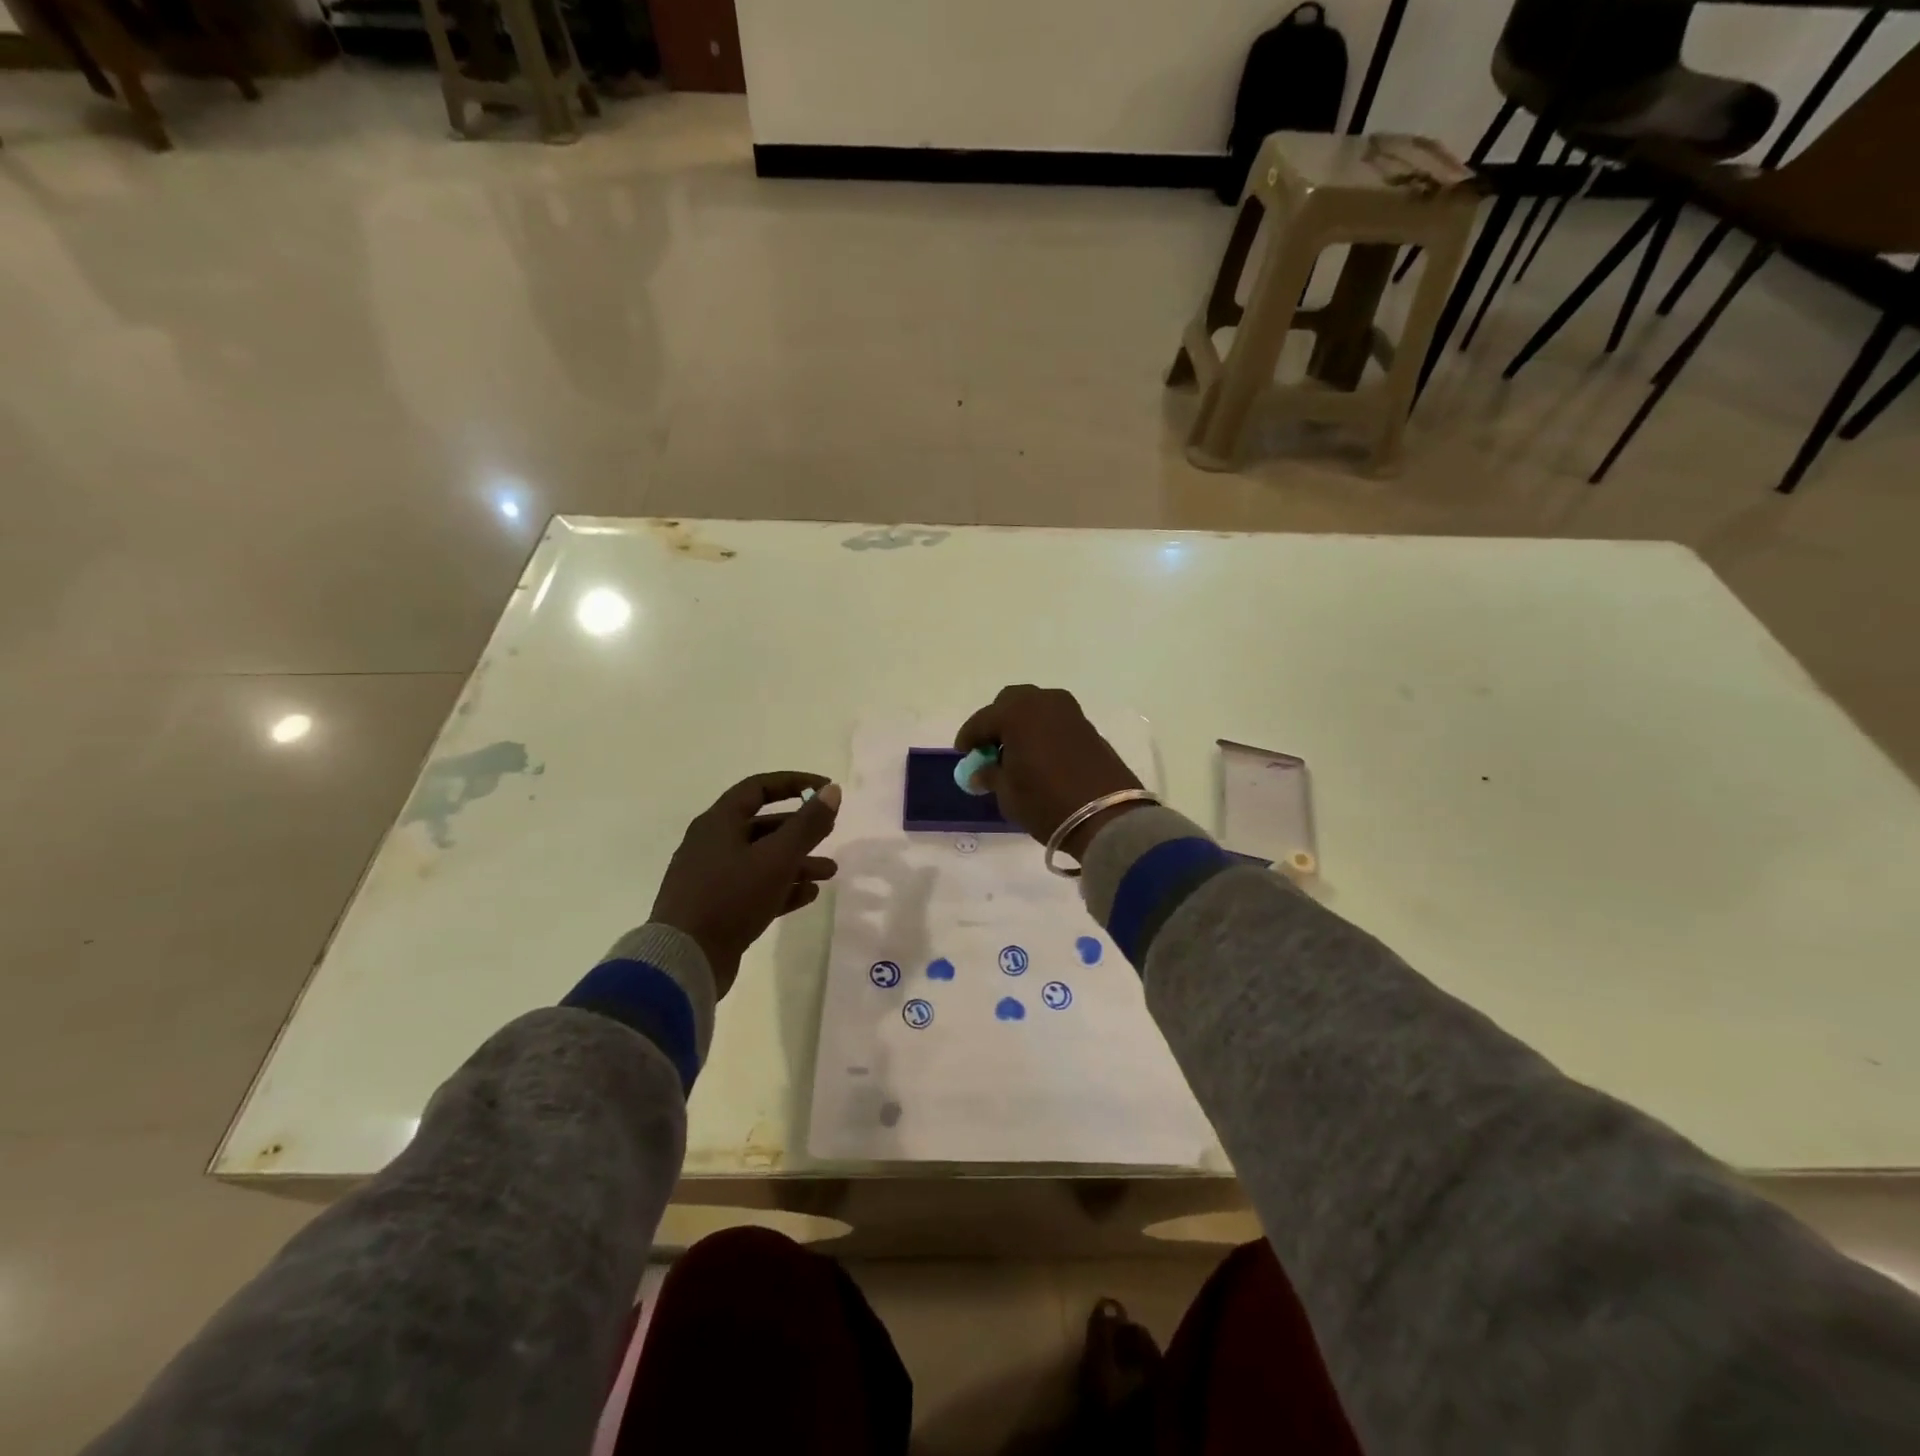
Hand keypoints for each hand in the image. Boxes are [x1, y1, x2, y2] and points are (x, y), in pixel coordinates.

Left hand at [650, 772, 841, 997]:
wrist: (684, 960)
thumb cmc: (731, 897)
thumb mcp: (777, 858)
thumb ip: (808, 824)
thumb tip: (833, 790)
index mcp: (719, 823)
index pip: (759, 788)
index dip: (795, 784)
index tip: (826, 789)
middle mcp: (712, 844)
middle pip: (763, 826)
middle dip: (801, 830)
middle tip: (831, 833)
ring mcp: (712, 878)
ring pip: (762, 860)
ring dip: (797, 862)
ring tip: (829, 873)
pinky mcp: (716, 908)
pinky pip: (754, 888)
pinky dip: (782, 887)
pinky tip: (808, 895)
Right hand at [954, 686, 1145, 858]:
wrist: (1107, 816)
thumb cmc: (1047, 803)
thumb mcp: (1008, 794)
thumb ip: (991, 775)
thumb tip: (982, 770)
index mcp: (1017, 714)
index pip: (982, 720)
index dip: (969, 737)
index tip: (963, 752)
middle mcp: (1043, 703)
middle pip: (1011, 702)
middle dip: (997, 721)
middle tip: (990, 748)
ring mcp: (1070, 713)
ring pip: (1036, 708)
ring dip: (1021, 724)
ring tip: (1015, 753)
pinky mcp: (1088, 727)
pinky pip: (1054, 721)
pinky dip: (1041, 731)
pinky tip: (1038, 755)